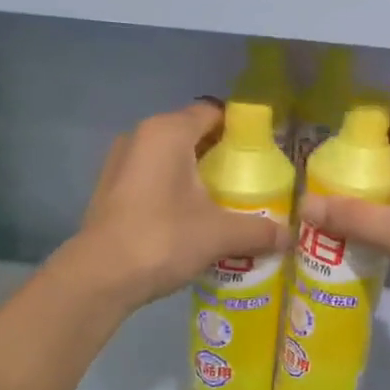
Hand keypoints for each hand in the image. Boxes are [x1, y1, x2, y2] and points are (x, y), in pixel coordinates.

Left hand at [73, 101, 287, 311]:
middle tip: (249, 181)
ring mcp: (120, 162)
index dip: (241, 129)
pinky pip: (152, 177)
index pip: (213, 112)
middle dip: (221, 155)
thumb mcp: (220, 234)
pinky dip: (173, 189)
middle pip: (192, 134)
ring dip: (195, 174)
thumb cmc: (163, 238)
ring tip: (222, 202)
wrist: (99, 277)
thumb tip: (289, 237)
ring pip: (170, 157)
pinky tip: (190, 218)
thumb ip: (258, 230)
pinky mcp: (110, 188)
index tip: (263, 153)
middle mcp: (141, 136)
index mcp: (168, 132)